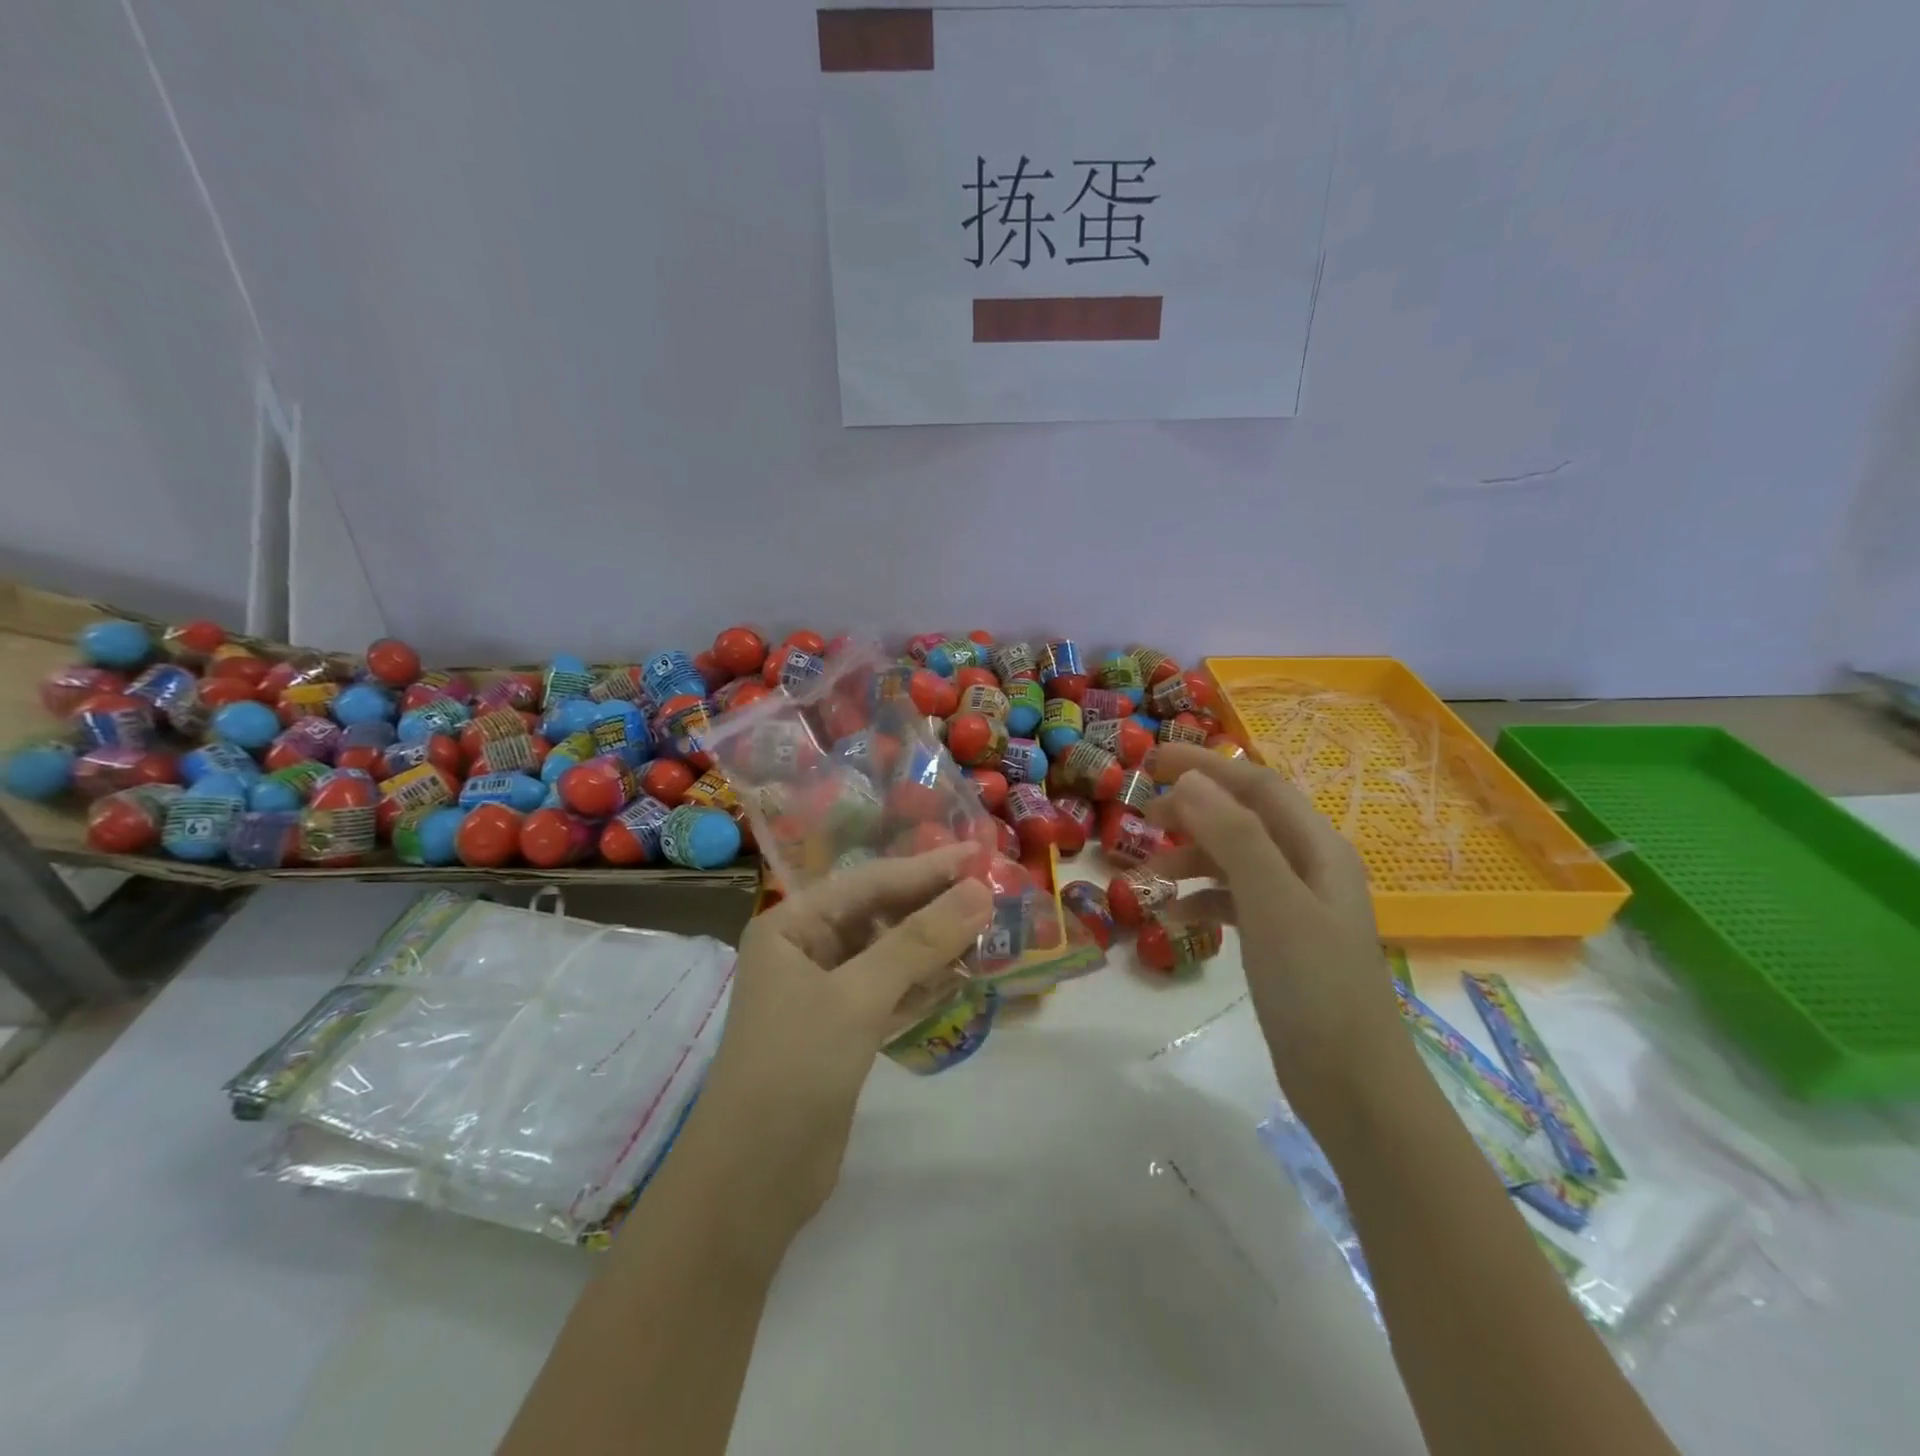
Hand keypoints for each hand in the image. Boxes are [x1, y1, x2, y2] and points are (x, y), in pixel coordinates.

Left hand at [674, 847, 991, 1251]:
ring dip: (935, 945)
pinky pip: (891, 991)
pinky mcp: (844, 1031)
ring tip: (989, 929)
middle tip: (991, 891)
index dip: (925, 869)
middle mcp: (805, 950)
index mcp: (791, 926)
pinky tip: (964, 974)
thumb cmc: (794, 1068)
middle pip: (880, 915)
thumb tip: (978, 891)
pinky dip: (925, 983)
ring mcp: (825, 993)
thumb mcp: (857, 996)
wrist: (752, 1182)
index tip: (978, 854)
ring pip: (890, 954)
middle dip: (933, 905)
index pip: (868, 883)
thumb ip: (919, 941)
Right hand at [1146, 744, 1411, 1139]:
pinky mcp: (1281, 942)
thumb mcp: (1272, 903)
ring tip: (1148, 877)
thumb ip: (1234, 837)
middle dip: (1194, 812)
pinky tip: (1173, 918)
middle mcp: (1308, 867)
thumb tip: (1190, 783)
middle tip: (1143, 819)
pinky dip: (1201, 900)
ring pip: (1234, 861)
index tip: (1151, 761)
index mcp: (1317, 848)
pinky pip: (1233, 902)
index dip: (1206, 766)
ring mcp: (1295, 906)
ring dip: (1191, 860)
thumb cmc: (1314, 986)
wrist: (1353, 1085)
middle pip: (1244, 818)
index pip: (1257, 785)